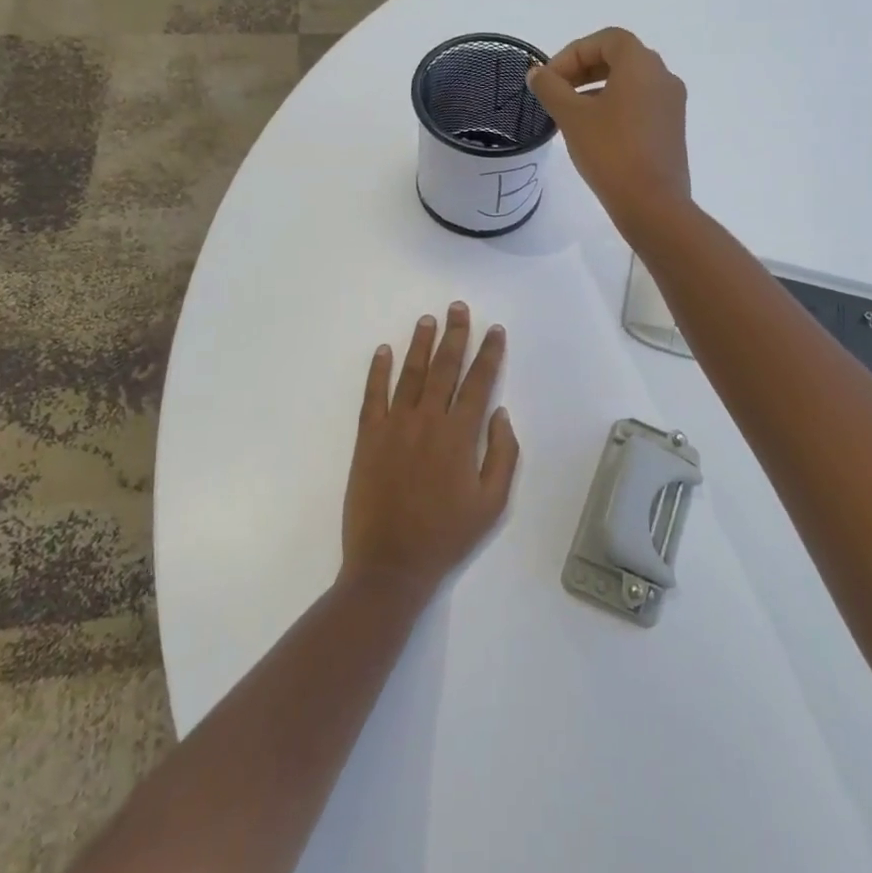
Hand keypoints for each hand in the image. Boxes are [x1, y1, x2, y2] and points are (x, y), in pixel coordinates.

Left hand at [341, 303, 519, 600]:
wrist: (390, 564)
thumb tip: (500, 413)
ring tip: (427, 320)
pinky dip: (378, 371)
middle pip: (445, 367)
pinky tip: (383, 350)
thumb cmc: (447, 535)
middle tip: (458, 308)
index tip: (494, 330)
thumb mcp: (492, 503)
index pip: (479, 382)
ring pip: (411, 374)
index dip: (489, 353)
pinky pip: (373, 395)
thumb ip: (503, 454)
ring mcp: (394, 426)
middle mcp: (427, 420)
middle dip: (455, 335)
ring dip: (421, 344)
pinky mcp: (368, 438)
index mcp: (460, 435)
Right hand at [525, 27, 690, 234]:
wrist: (652, 203)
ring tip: (570, 113)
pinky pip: (641, 104)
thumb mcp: (572, 116)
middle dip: (584, 69)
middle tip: (556, 92)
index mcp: (641, 64)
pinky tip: (595, 132)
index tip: (549, 79)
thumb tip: (537, 73)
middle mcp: (663, 76)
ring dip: (598, 88)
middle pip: (620, 58)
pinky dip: (615, 106)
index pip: (606, 40)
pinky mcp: (672, 129)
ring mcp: (672, 104)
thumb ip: (550, 88)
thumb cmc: (610, 151)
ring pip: (630, 83)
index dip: (572, 53)